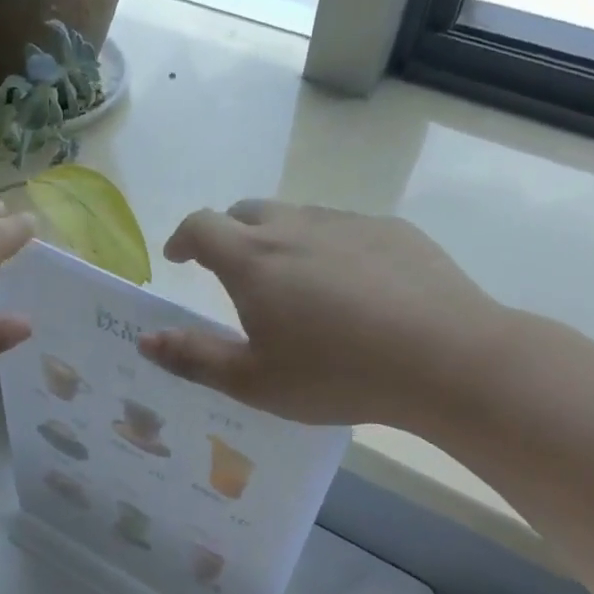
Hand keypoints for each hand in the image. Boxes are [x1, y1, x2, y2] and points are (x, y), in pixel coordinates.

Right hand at [137, 200, 510, 430]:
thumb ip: (194, 358)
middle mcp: (295, 227)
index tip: (177, 258)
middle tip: (230, 272)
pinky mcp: (392, 230)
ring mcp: (347, 223)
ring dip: (278, 240)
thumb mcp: (253, 381)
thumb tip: (146, 340)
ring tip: (291, 283)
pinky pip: (343, 229)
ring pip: (297, 217)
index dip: (182, 238)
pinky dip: (326, 247)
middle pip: (247, 212)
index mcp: (253, 260)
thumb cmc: (337, 374)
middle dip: (228, 234)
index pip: (201, 226)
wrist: (446, 358)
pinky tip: (350, 288)